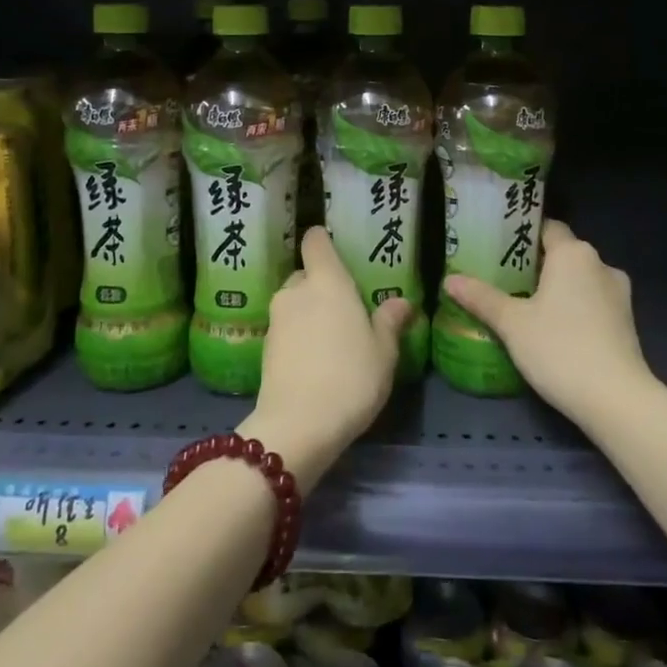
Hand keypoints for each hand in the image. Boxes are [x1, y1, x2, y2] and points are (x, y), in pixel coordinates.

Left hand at [240, 228, 409, 492]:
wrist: (298, 426)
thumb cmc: (351, 377)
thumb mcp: (384, 351)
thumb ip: (390, 321)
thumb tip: (402, 301)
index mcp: (327, 281)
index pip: (315, 241)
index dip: (324, 240)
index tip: (338, 250)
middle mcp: (296, 291)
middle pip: (305, 274)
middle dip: (321, 285)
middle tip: (346, 308)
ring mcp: (276, 319)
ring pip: (294, 303)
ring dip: (309, 313)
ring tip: (332, 339)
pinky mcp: (264, 348)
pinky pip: (286, 329)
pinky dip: (298, 336)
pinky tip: (316, 361)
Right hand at [442, 220, 651, 429]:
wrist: (616, 398)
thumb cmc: (559, 348)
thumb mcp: (511, 323)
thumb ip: (481, 297)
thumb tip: (449, 279)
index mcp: (573, 253)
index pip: (547, 227)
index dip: (523, 235)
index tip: (499, 248)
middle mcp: (600, 264)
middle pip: (563, 253)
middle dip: (536, 264)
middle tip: (503, 279)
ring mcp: (618, 293)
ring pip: (580, 279)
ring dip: (558, 287)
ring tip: (526, 306)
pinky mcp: (627, 321)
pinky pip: (593, 301)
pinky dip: (574, 307)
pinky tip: (555, 329)